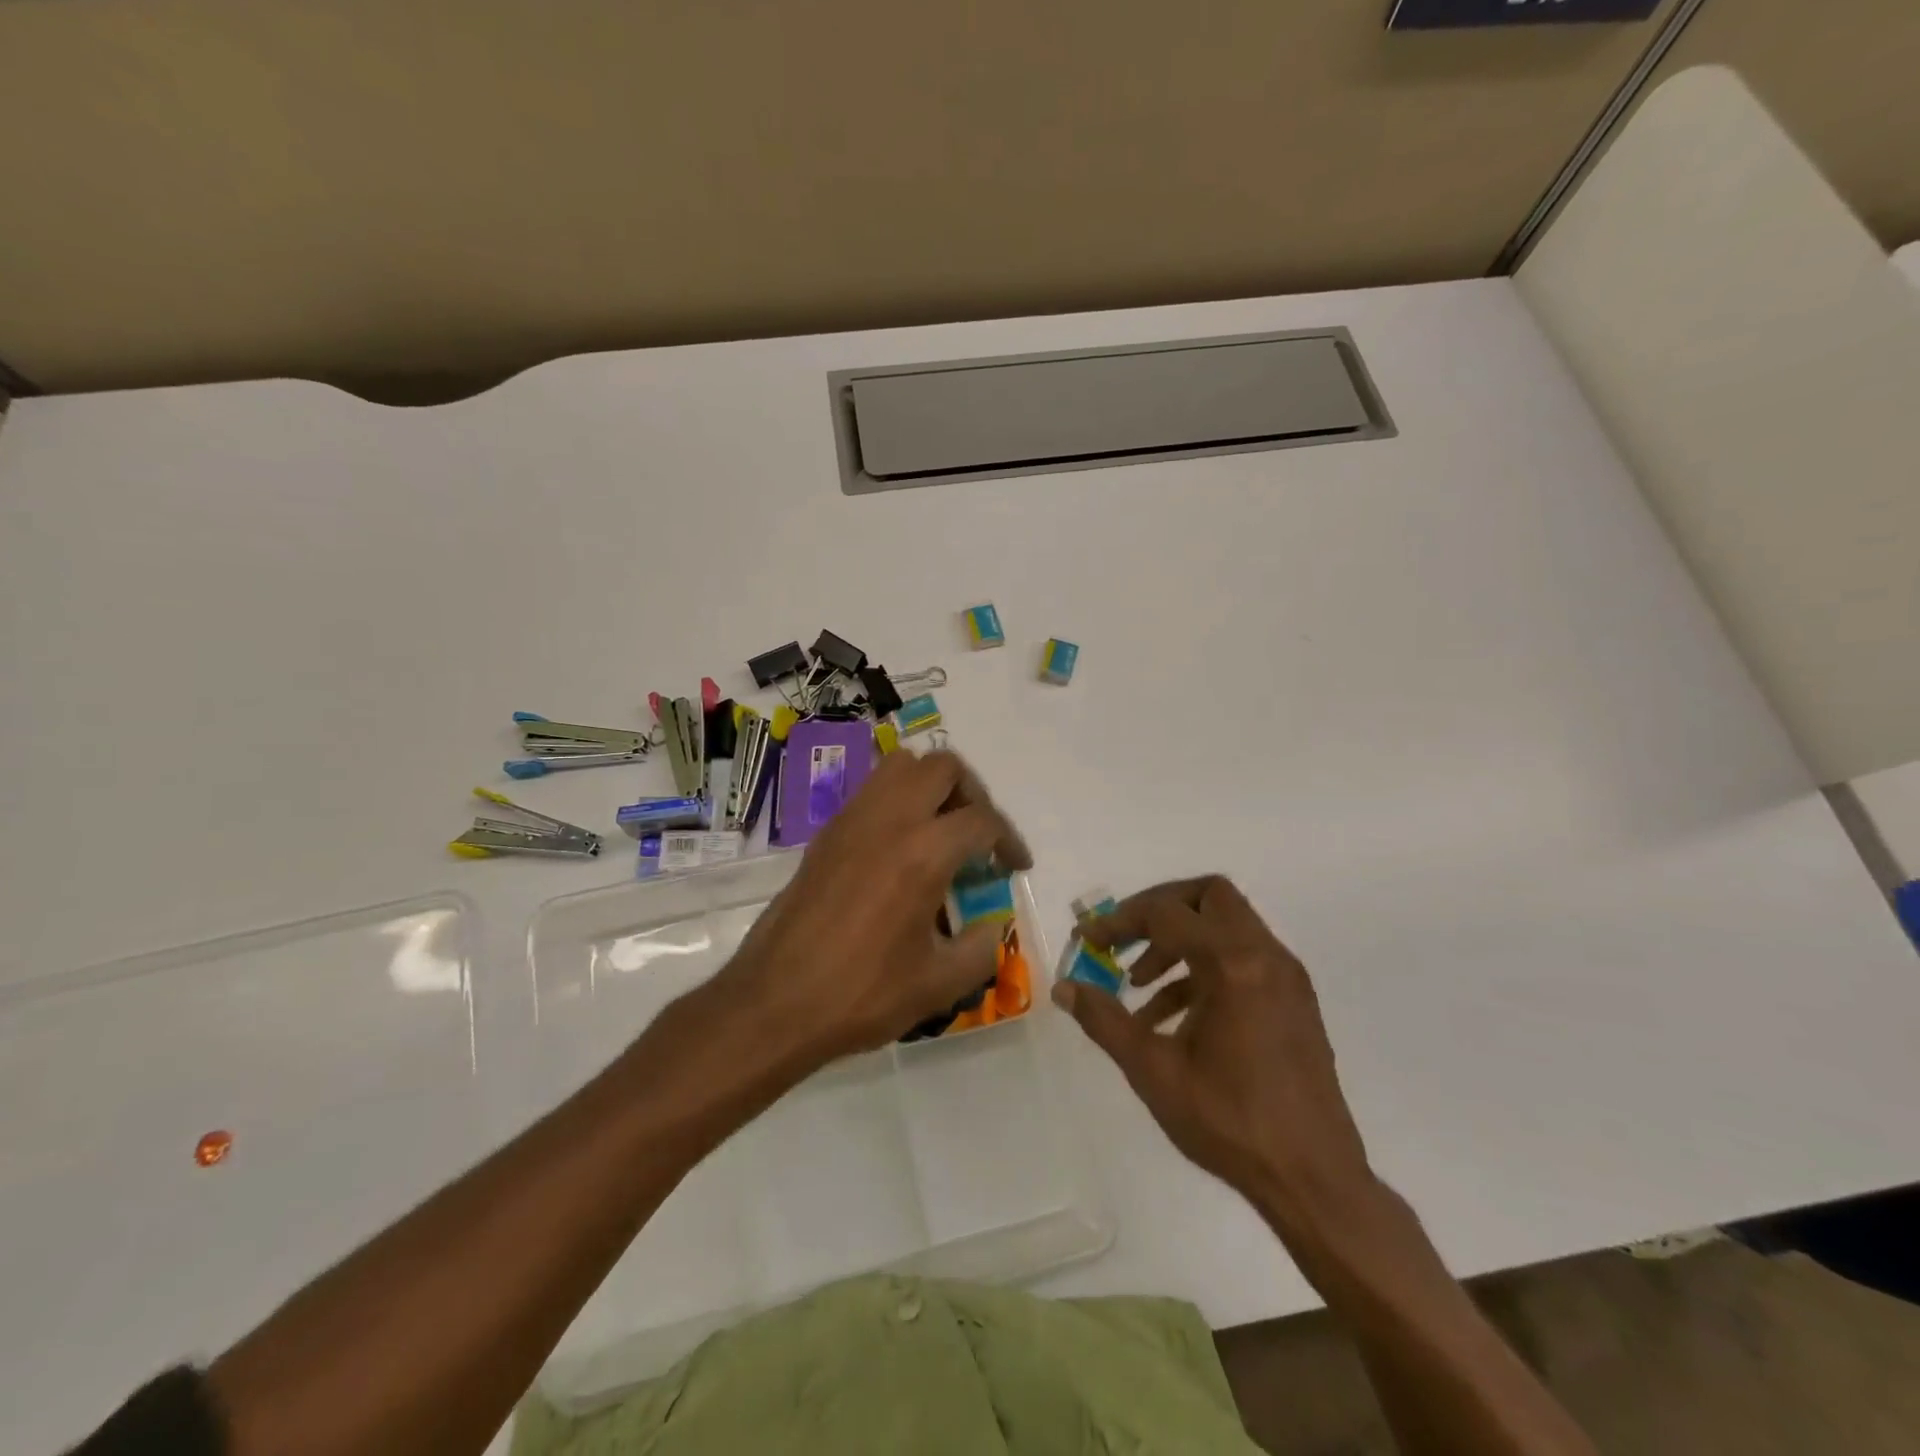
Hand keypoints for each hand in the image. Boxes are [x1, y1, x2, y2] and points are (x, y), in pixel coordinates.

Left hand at [711, 749, 1031, 1071]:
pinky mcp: (826, 834)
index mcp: (924, 852)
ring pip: (901, 765)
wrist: (774, 1003)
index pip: (983, 820)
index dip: (1009, 841)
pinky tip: (900, 847)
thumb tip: (992, 925)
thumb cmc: (861, 994)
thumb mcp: (938, 984)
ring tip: (941, 830)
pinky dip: (897, 800)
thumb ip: (981, 947)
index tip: (1015, 867)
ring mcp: (852, 820)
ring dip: (931, 785)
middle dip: (974, 794)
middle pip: (944, 768)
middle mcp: (889, 820)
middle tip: (979, 835)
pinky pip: (871, 790)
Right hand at [1055, 876, 1375, 1230]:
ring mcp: (1286, 977)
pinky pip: (1243, 959)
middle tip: (1126, 939)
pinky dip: (1205, 968)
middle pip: (1208, 897)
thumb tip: (1064, 987)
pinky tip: (1172, 1016)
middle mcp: (1265, 956)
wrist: (1314, 1180)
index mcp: (1232, 965)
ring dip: (1180, 941)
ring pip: (1227, 926)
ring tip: (1139, 984)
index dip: (1118, 921)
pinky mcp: (1294, 1000)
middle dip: (1160, 909)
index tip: (1087, 941)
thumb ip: (1104, 1020)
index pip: (1165, 913)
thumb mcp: (1153, 1070)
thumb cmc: (1230, 1122)